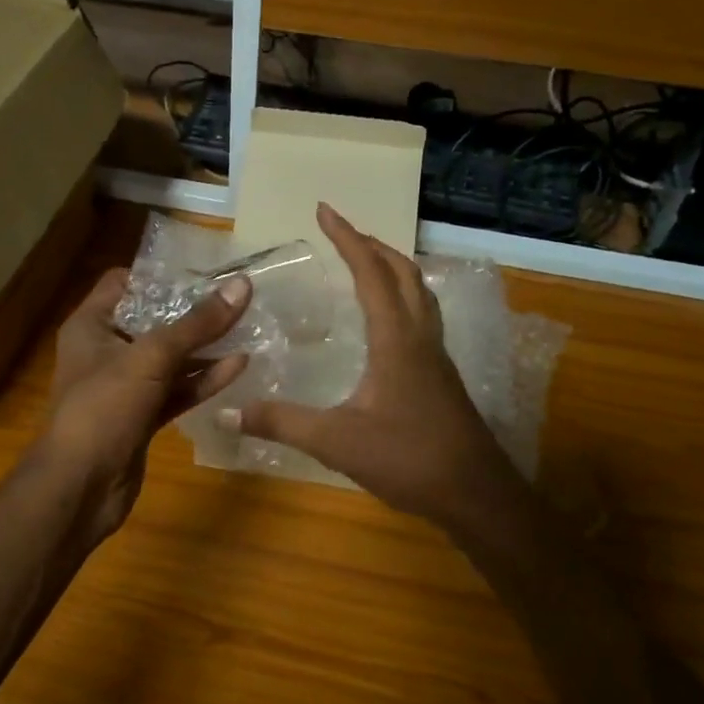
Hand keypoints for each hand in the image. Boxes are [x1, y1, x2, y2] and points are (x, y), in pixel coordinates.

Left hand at [37, 267, 251, 541]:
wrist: (79, 489)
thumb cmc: (103, 409)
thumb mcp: (151, 359)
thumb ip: (197, 324)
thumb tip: (241, 285)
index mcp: (92, 325)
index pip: (124, 283)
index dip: (160, 275)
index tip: (203, 271)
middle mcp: (106, 350)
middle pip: (154, 320)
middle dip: (193, 311)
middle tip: (237, 296)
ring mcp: (125, 386)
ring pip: (170, 358)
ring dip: (205, 347)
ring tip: (249, 327)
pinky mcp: (143, 416)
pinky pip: (177, 390)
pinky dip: (203, 380)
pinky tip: (239, 366)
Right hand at [226, 203, 530, 530]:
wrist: (476, 493)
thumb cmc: (409, 459)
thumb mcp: (337, 442)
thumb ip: (282, 423)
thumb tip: (228, 411)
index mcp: (396, 339)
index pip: (370, 273)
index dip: (347, 238)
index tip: (324, 210)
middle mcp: (420, 336)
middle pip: (403, 272)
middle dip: (372, 244)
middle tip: (341, 232)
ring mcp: (436, 355)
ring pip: (419, 292)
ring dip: (392, 267)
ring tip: (365, 261)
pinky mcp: (441, 374)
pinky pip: (422, 315)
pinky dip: (402, 296)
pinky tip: (386, 319)